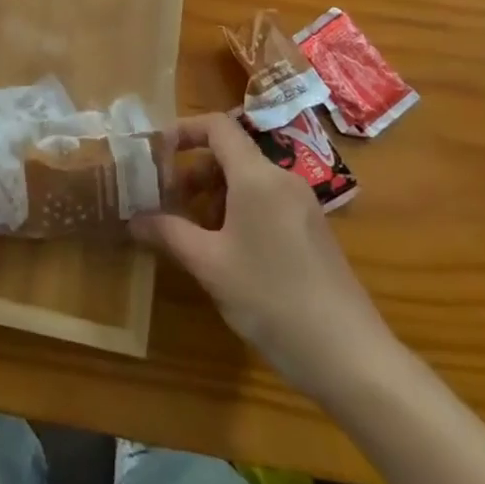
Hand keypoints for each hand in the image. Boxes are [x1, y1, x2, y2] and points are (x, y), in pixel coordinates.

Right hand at [132, 113, 398, 405]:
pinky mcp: (313, 231)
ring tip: (193, 232)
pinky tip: (228, 252)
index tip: (155, 154)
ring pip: (248, 180)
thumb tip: (133, 218)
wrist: (351, 357)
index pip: (217, 126)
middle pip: (231, 153)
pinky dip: (239, 211)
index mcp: (257, 177)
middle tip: (168, 202)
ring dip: (215, 195)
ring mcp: (302, 205)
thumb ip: (170, 233)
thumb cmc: (272, 300)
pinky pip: (267, 201)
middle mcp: (282, 179)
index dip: (183, 130)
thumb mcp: (210, 266)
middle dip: (194, 171)